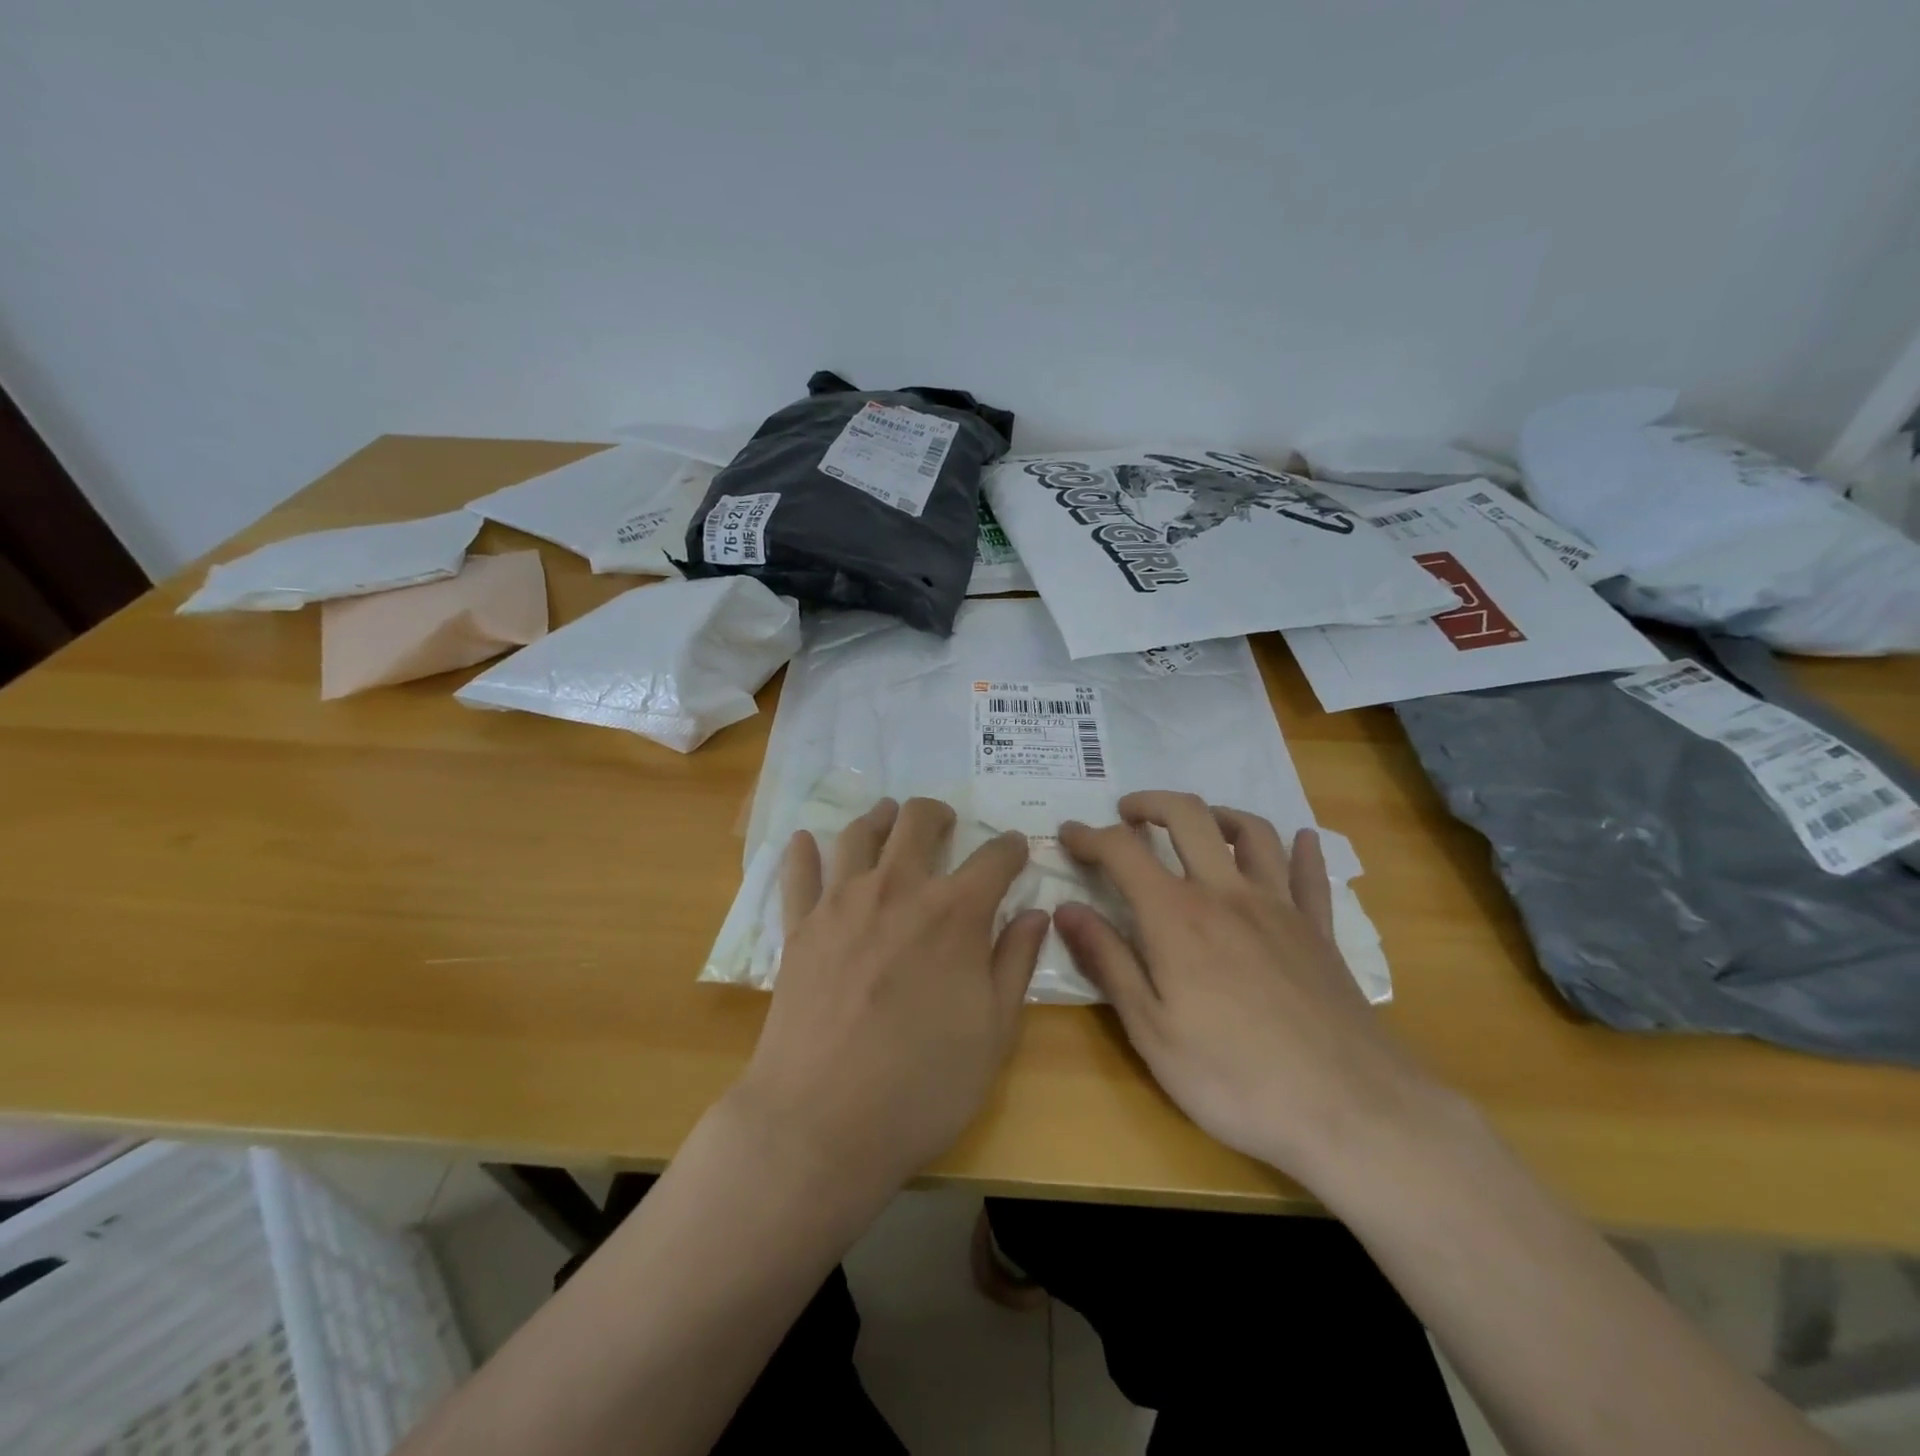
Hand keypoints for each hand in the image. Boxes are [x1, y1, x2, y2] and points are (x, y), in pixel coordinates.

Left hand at [733, 797, 1048, 1192]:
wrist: (821, 1124)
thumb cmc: (922, 1085)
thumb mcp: (994, 1033)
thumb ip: (1015, 963)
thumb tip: (1035, 913)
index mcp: (954, 913)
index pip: (994, 859)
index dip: (1010, 848)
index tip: (1015, 849)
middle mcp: (898, 889)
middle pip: (918, 822)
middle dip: (939, 815)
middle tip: (947, 825)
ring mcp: (842, 903)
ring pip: (860, 833)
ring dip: (880, 818)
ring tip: (888, 817)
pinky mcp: (799, 927)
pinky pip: (798, 873)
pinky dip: (803, 851)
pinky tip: (804, 841)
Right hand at [1055, 791, 1432, 1185]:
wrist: (1350, 1111)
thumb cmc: (1233, 1078)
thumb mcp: (1151, 1030)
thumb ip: (1108, 961)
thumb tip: (1066, 910)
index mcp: (1177, 917)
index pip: (1123, 851)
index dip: (1089, 836)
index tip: (1067, 834)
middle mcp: (1226, 894)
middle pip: (1189, 817)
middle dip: (1151, 803)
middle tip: (1127, 813)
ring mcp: (1280, 908)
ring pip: (1252, 832)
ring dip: (1218, 814)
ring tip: (1199, 823)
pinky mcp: (1320, 932)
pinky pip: (1310, 874)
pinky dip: (1302, 850)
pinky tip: (1300, 840)